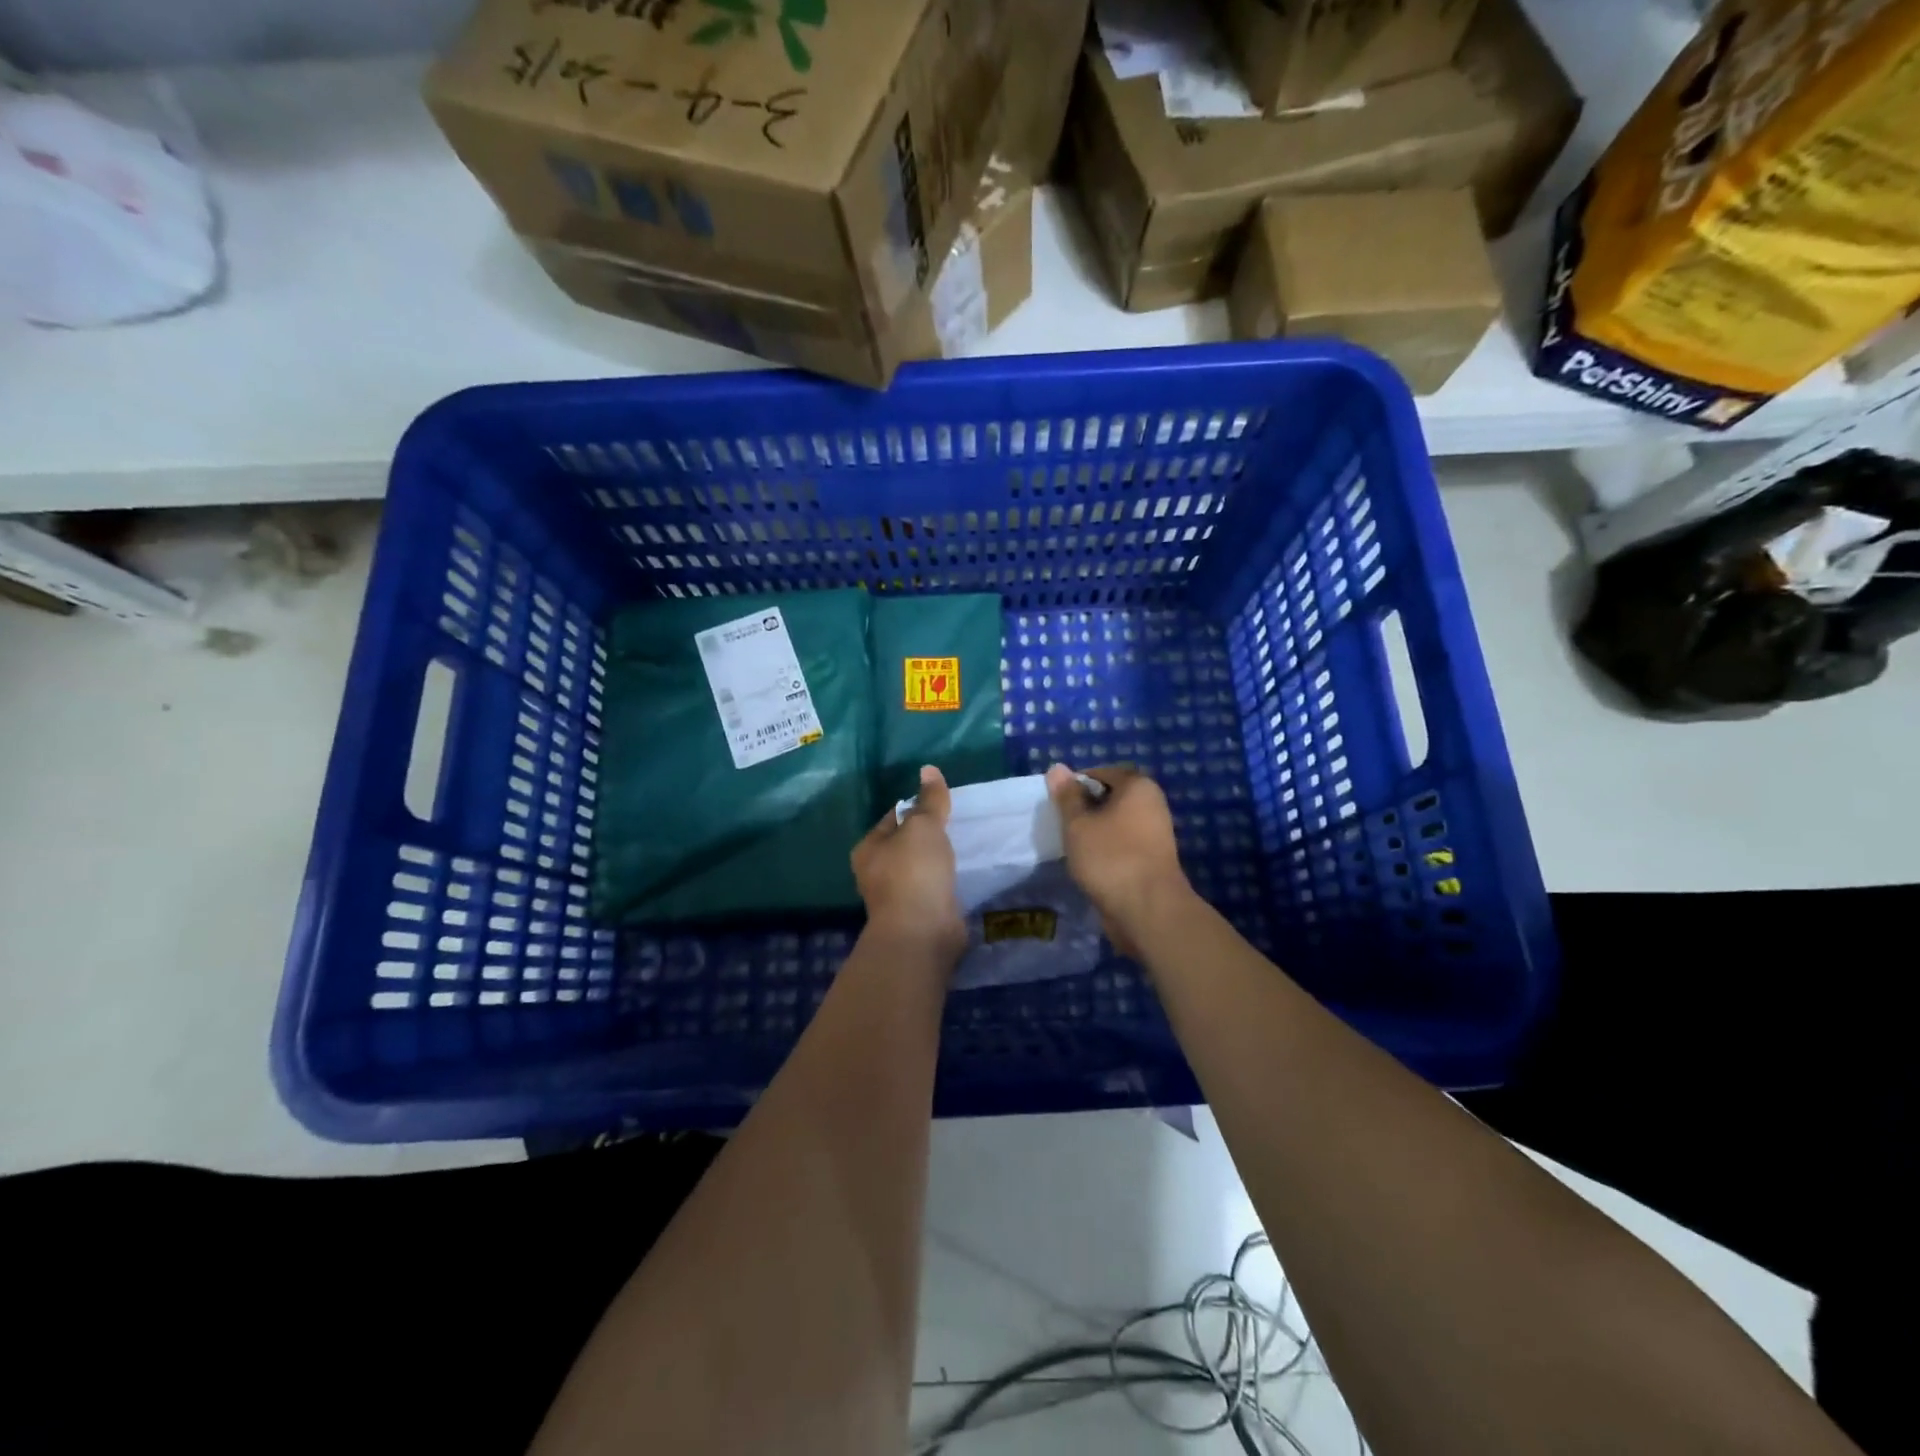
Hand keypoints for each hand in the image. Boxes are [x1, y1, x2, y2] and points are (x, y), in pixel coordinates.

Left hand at [852, 764, 965, 962]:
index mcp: (868, 848)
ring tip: (965, 846)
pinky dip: (946, 881)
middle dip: (929, 835)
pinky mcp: (919, 914)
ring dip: (939, 860)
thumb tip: (928, 769)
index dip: (918, 806)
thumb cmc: (914, 872)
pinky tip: (964, 874)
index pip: (894, 817)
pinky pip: (934, 889)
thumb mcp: (924, 826)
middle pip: (906, 843)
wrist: (922, 932)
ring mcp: (897, 896)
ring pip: (921, 868)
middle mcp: (877, 872)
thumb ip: (930, 799)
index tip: (943, 802)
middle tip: (959, 823)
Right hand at [1045, 763, 1192, 956]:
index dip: (1076, 784)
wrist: (1148, 909)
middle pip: (1111, 797)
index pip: (1101, 773)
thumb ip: (1067, 796)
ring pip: (1116, 823)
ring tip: (1073, 846)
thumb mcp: (1078, 823)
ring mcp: (1156, 833)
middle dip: (1086, 808)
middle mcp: (1152, 804)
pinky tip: (1090, 864)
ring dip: (1095, 831)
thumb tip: (1057, 768)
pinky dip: (1107, 849)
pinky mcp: (1153, 859)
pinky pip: (1123, 844)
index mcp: (1138, 786)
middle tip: (1063, 825)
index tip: (1058, 804)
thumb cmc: (1110, 857)